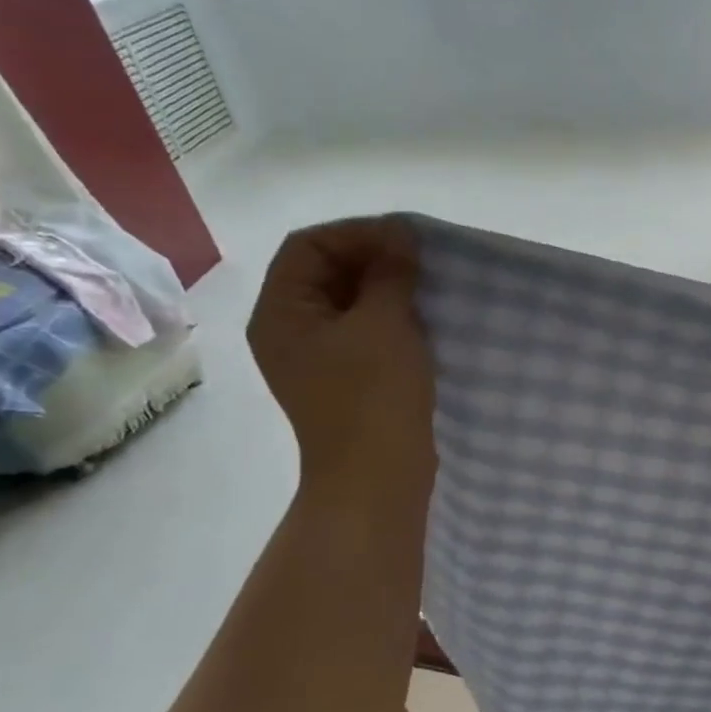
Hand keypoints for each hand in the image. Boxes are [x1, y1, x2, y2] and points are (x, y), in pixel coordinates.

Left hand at [247, 216, 434, 524]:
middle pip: (325, 271)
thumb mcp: (384, 323)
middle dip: (374, 259)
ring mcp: (317, 358)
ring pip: (349, 302)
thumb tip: (400, 234)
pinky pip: (364, 332)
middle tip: (423, 262)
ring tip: (428, 289)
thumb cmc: (374, 395)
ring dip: (387, 289)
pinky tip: (424, 322)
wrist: (377, 477)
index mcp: (282, 312)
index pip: (310, 246)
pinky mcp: (345, 379)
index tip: (408, 241)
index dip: (358, 233)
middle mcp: (289, 330)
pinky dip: (391, 318)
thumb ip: (390, 272)